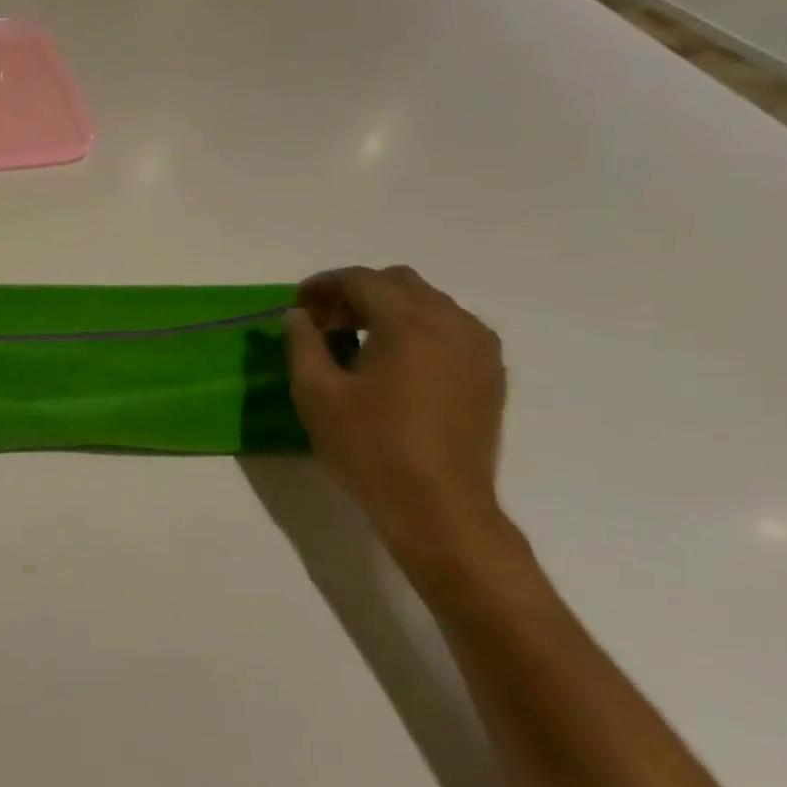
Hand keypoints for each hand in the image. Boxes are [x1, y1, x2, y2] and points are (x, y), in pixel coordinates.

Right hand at [284, 266, 511, 571]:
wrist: (437, 506)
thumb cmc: (368, 448)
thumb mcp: (316, 394)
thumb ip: (303, 344)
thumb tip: (298, 315)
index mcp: (411, 325)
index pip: (363, 280)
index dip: (323, 284)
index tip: (296, 305)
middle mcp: (454, 324)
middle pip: (400, 283)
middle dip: (355, 293)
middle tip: (322, 322)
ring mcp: (480, 349)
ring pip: (429, 303)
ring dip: (386, 309)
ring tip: (352, 341)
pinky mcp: (489, 374)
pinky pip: (450, 329)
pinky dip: (414, 329)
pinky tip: (389, 362)